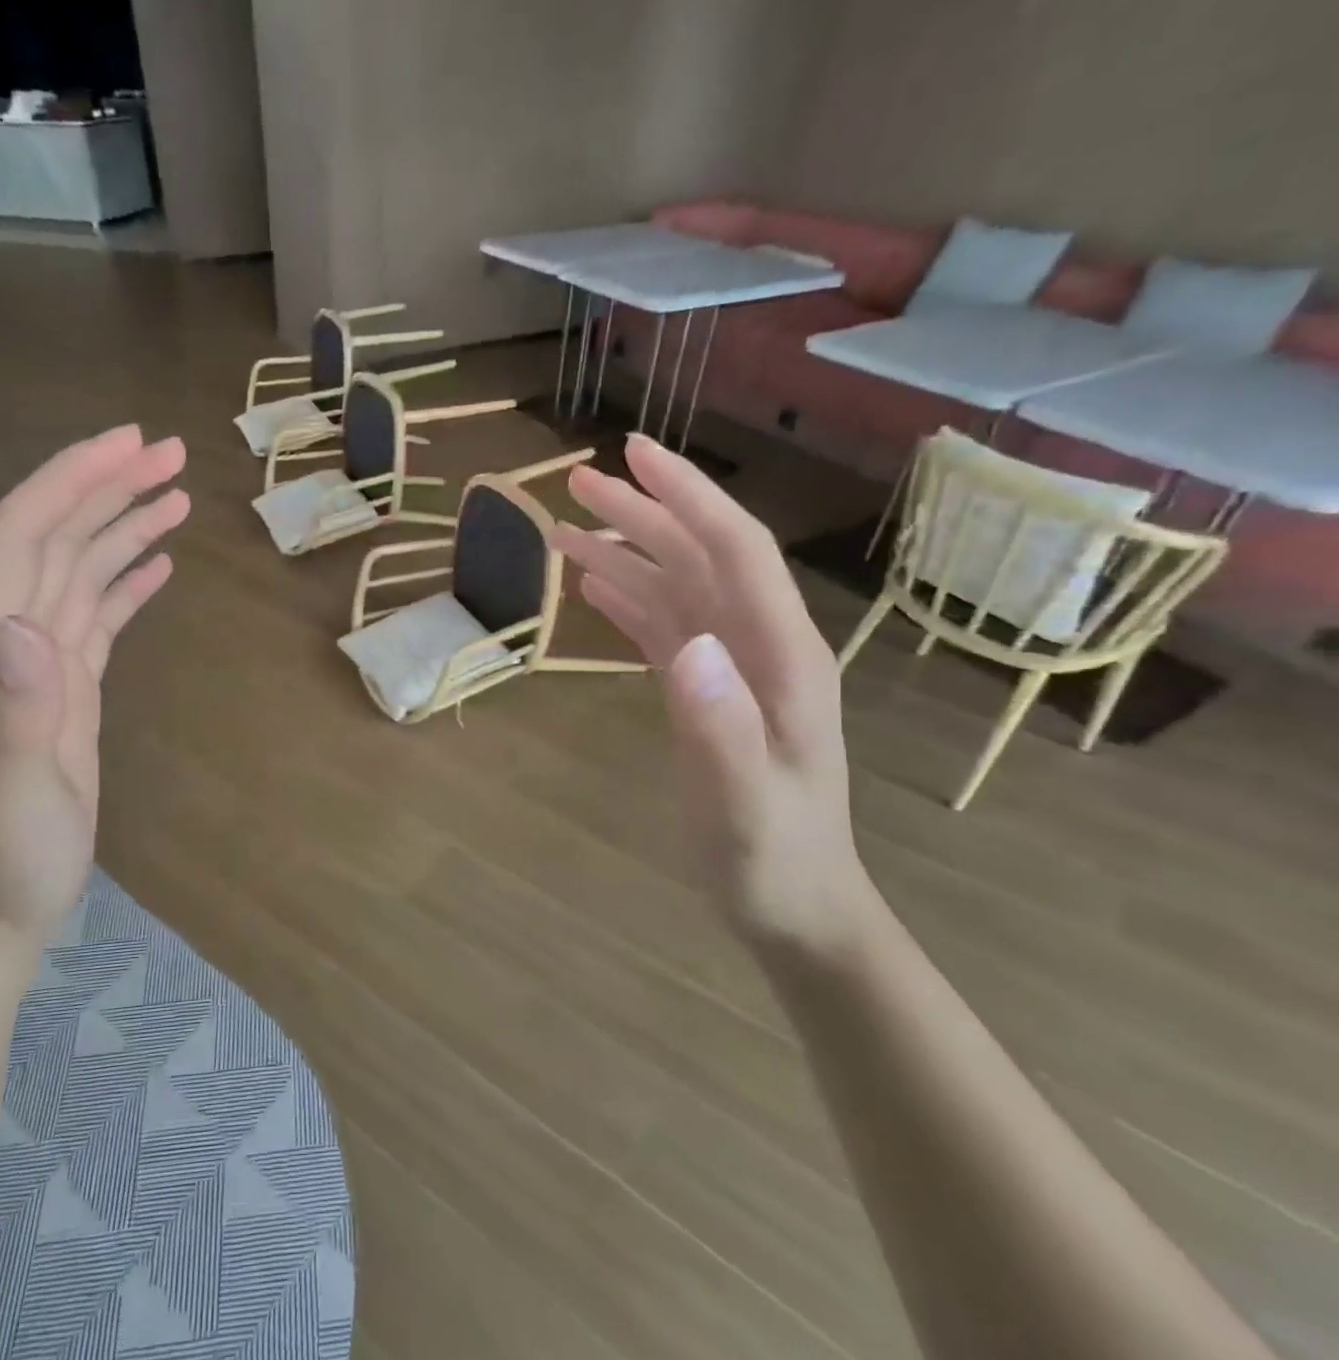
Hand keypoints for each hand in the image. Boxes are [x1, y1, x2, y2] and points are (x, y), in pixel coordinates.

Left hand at [0, 425, 188, 946]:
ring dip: (123, 527)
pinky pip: (96, 614)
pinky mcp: (67, 686)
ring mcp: (38, 662)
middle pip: (54, 536)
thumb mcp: (15, 794)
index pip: (20, 533)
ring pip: (79, 570)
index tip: (130, 444)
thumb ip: (17, 711)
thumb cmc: (7, 855)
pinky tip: (157, 564)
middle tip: (174, 454)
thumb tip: (29, 627)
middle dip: (108, 487)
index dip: (70, 480)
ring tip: (177, 496)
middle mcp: (7, 638)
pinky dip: (125, 581)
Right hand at [551, 433, 870, 952]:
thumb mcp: (746, 804)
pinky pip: (665, 628)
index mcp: (780, 655)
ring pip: (676, 588)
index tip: (632, 454)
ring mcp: (732, 668)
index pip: (735, 550)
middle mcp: (758, 645)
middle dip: (642, 512)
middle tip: (575, 482)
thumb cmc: (773, 859)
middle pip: (699, 556)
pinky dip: (627, 601)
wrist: (795, 905)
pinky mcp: (708, 691)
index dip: (686, 496)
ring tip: (565, 531)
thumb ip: (721, 727)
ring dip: (625, 554)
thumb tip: (688, 644)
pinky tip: (592, 589)